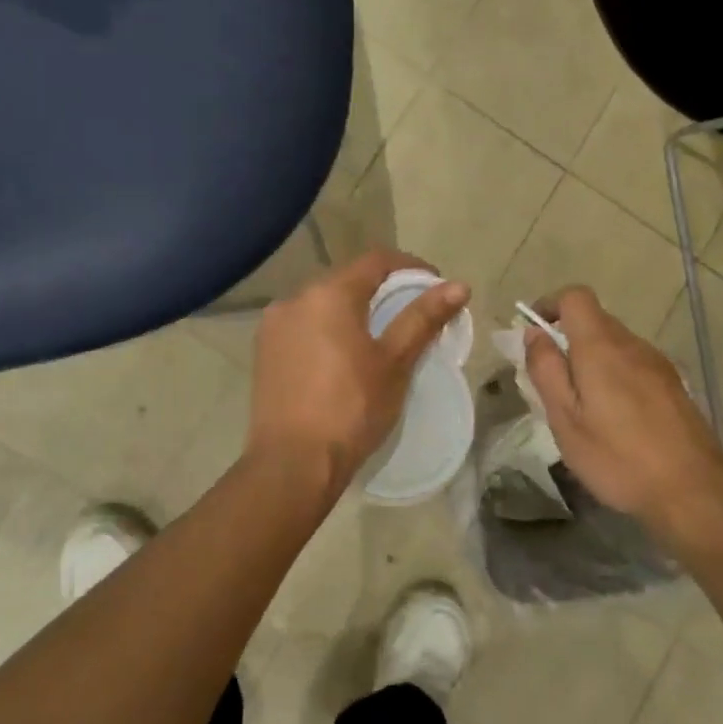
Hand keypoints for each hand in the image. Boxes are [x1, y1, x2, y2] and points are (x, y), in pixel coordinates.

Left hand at [247, 250, 469, 494]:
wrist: (292, 462)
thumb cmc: (351, 409)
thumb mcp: (394, 363)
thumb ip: (423, 319)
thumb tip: (459, 286)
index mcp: (328, 294)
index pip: (376, 260)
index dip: (410, 267)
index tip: (434, 286)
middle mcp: (295, 298)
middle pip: (347, 279)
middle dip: (382, 290)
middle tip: (412, 314)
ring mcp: (274, 325)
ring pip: (322, 304)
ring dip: (353, 310)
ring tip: (379, 338)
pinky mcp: (264, 352)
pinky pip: (303, 326)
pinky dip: (328, 330)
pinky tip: (342, 357)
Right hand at [524, 286, 722, 547]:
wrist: (692, 490)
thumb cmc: (617, 457)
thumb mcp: (565, 418)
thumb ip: (546, 370)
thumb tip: (534, 333)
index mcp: (601, 347)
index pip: (575, 296)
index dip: (550, 305)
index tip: (534, 332)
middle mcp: (633, 344)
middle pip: (595, 320)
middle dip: (568, 339)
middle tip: (552, 382)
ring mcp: (658, 364)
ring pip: (615, 344)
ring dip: (592, 360)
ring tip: (582, 406)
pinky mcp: (673, 384)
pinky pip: (634, 364)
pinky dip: (615, 375)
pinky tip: (614, 417)